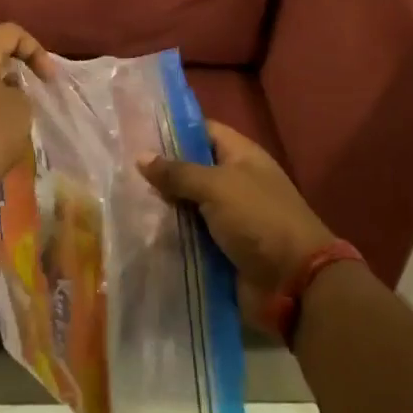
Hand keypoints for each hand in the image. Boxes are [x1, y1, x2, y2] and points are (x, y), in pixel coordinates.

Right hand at [139, 121, 337, 322]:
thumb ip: (178, 172)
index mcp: (241, 156)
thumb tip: (141, 156)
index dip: (173, 129)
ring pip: (186, 204)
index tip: (136, 129)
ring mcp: (228, 217)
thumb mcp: (217, 186)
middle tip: (119, 166)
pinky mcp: (220, 248)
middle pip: (191, 169)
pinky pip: (189, 235)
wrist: (294, 284)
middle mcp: (234, 182)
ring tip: (119, 197)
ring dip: (161, 205)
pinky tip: (136, 229)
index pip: (203, 131)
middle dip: (160, 170)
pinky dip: (169, 234)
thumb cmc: (259, 219)